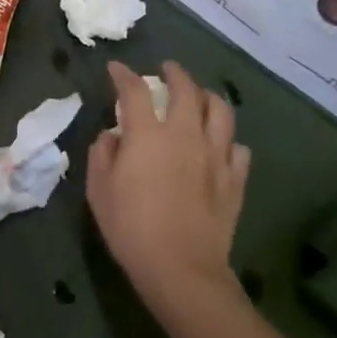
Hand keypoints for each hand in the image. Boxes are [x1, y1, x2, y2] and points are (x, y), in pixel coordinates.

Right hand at [87, 61, 250, 313]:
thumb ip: (102, 154)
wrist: (181, 269)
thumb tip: (113, 136)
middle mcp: (185, 135)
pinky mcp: (234, 179)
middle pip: (186, 90)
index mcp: (148, 135)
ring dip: (208, 97)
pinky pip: (238, 148)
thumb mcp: (99, 191)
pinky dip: (228, 140)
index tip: (116, 68)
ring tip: (200, 96)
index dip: (124, 75)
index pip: (135, 91)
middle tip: (167, 69)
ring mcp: (215, 156)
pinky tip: (220, 145)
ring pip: (220, 111)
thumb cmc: (130, 228)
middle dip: (175, 74)